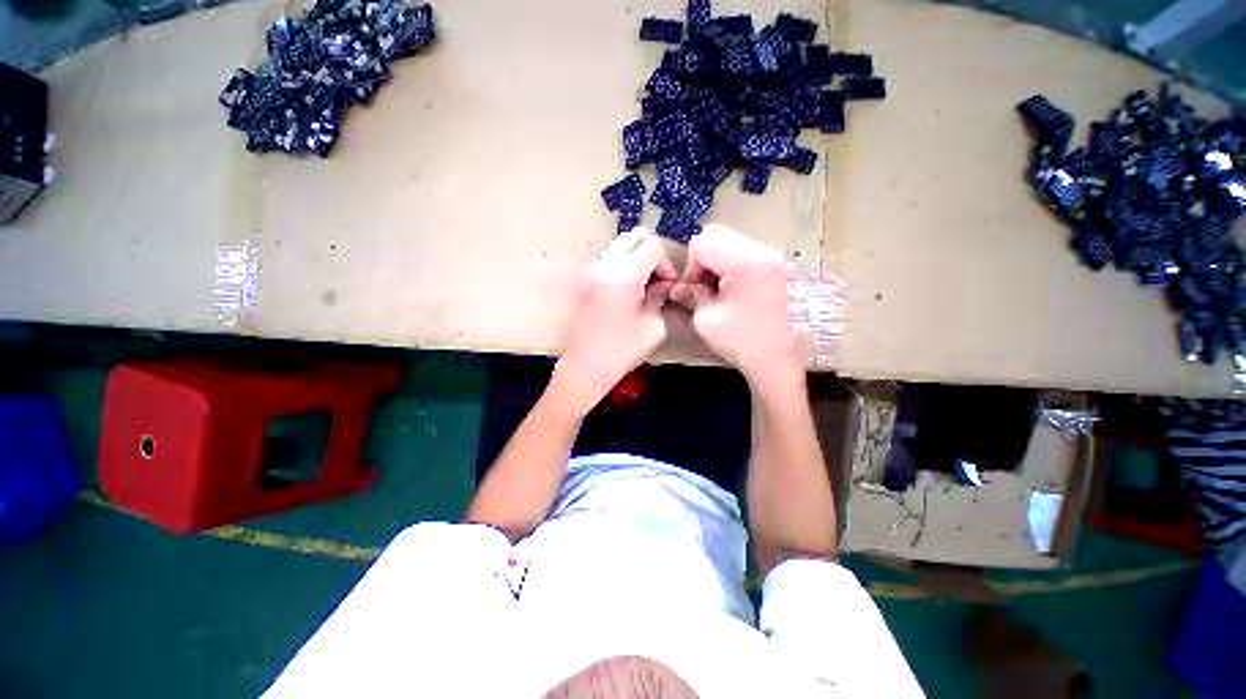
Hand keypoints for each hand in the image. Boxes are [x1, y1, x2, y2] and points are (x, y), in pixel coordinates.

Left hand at [553, 228, 675, 413]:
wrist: (585, 367)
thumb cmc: (622, 351)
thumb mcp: (653, 326)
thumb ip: (660, 297)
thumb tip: (663, 284)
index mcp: (623, 276)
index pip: (651, 245)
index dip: (665, 263)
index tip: (666, 285)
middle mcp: (604, 267)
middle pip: (633, 236)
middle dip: (651, 253)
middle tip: (656, 280)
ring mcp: (590, 272)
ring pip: (619, 246)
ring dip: (635, 259)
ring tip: (641, 287)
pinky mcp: (584, 281)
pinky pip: (608, 261)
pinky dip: (622, 267)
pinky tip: (626, 292)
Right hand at [669, 225, 804, 394]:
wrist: (779, 361)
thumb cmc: (741, 341)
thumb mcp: (706, 318)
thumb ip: (690, 294)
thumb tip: (677, 287)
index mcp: (744, 261)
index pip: (702, 243)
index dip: (690, 267)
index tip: (692, 291)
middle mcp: (762, 251)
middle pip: (718, 236)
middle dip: (703, 261)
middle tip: (703, 289)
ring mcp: (773, 258)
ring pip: (731, 243)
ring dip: (717, 263)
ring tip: (717, 291)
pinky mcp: (777, 267)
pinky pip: (745, 253)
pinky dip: (731, 266)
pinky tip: (732, 291)